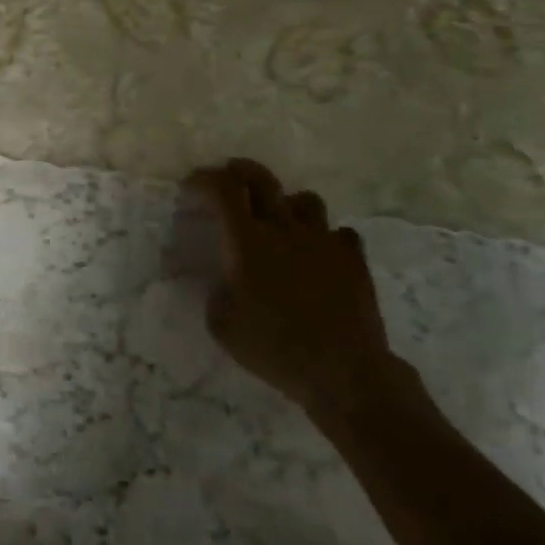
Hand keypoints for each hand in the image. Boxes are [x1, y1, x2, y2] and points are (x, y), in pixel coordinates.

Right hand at [186, 158, 403, 420]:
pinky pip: (339, 232)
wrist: (344, 372)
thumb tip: (224, 278)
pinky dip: (326, 237)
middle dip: (239, 171)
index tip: (191, 187)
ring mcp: (322, 240)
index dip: (204, 179)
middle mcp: (283, 228)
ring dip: (286, 203)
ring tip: (280, 220)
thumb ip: (216, 290)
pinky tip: (320, 254)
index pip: (223, 188)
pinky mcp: (353, 258)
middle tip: (229, 179)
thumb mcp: (221, 324)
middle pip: (261, 178)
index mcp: (246, 241)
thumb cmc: (274, 348)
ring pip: (304, 199)